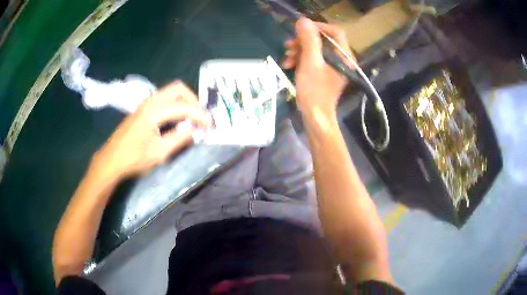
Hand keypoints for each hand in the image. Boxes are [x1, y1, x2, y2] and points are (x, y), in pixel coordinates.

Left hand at [92, 81, 211, 177]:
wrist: (111, 160)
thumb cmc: (133, 158)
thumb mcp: (159, 152)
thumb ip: (179, 139)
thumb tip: (194, 131)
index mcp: (154, 111)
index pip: (183, 107)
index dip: (199, 116)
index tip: (210, 126)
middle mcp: (150, 102)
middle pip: (177, 88)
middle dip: (193, 100)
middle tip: (200, 116)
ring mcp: (145, 104)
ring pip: (169, 92)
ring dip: (183, 101)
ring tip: (191, 117)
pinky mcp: (142, 110)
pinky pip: (163, 99)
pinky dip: (175, 104)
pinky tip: (176, 119)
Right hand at [282, 18, 354, 118]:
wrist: (314, 117)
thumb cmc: (314, 91)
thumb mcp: (310, 62)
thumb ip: (308, 40)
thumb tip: (303, 20)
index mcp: (344, 56)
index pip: (335, 32)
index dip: (318, 27)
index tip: (301, 29)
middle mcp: (341, 59)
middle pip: (323, 40)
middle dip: (304, 41)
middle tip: (289, 45)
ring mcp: (333, 66)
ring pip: (316, 49)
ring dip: (299, 51)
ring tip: (286, 58)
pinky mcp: (325, 72)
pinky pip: (313, 59)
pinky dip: (301, 59)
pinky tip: (289, 64)